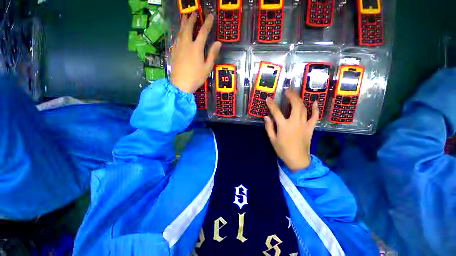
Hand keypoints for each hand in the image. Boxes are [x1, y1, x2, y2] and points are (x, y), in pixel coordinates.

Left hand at [171, 13, 221, 93]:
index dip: (208, 23)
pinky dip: (178, 33)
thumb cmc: (196, 77)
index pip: (203, 32)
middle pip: (188, 27)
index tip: (211, 16)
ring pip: (180, 31)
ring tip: (185, 17)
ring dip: (183, 23)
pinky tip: (179, 33)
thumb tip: (218, 43)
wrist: (180, 84)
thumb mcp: (207, 68)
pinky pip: (176, 38)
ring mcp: (178, 47)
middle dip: (192, 19)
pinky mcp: (173, 52)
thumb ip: (212, 54)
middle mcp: (186, 44)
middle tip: (194, 13)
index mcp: (196, 48)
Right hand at [264, 90, 318, 171]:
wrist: (298, 159)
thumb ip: (269, 127)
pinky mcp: (310, 128)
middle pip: (295, 105)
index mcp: (283, 126)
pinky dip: (315, 109)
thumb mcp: (273, 139)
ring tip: (295, 94)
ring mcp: (304, 124)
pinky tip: (314, 102)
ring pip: (303, 108)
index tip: (268, 99)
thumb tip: (266, 117)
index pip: (276, 112)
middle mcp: (295, 122)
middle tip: (288, 91)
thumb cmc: (283, 150)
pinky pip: (315, 116)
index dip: (271, 104)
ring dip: (299, 100)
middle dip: (291, 96)